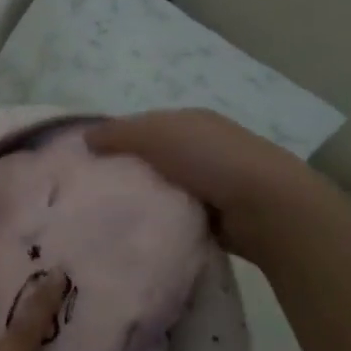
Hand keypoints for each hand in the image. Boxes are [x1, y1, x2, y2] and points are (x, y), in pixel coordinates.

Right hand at [86, 109, 334, 263]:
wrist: (267, 206)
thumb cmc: (208, 158)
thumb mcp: (154, 134)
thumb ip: (117, 133)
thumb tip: (84, 138)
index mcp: (188, 121)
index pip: (141, 126)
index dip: (113, 140)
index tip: (85, 162)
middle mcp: (201, 147)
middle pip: (151, 158)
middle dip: (126, 172)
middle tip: (92, 193)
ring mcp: (213, 181)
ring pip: (163, 188)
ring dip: (144, 199)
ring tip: (110, 216)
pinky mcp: (218, 215)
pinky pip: (178, 214)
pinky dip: (162, 220)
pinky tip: (142, 230)